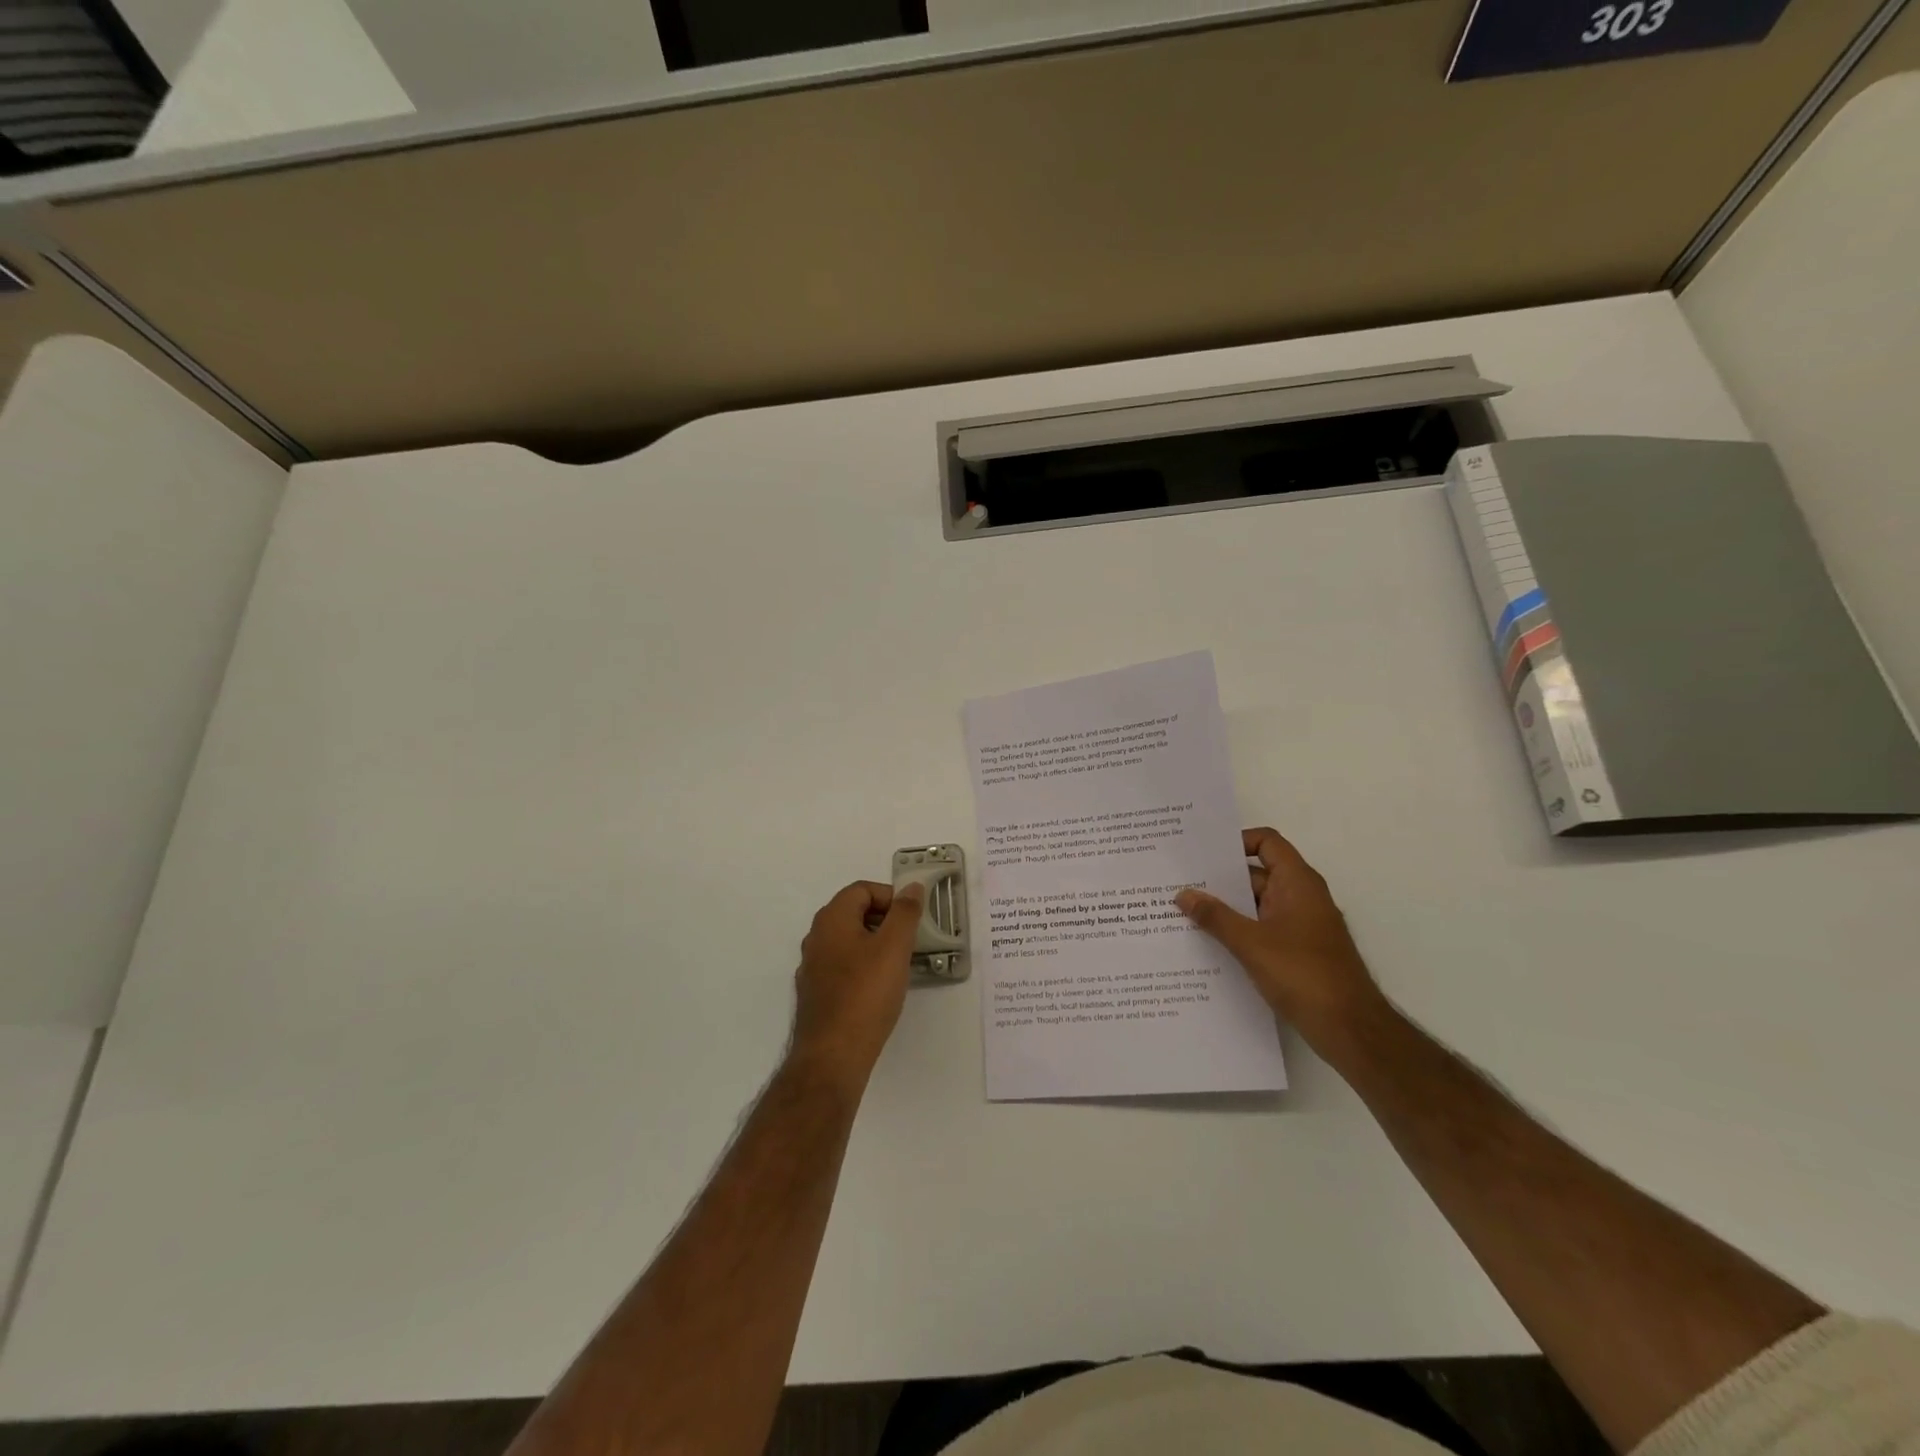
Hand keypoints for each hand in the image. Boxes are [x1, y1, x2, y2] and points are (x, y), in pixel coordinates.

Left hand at [790, 880, 924, 1083]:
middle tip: (909, 940)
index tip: (912, 918)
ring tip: (898, 964)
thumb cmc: (866, 994)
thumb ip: (905, 913)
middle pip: (853, 913)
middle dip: (884, 920)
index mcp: (831, 919)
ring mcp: (812, 967)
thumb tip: (911, 887)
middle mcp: (816, 937)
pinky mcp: (815, 993)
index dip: (890, 897)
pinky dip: (862, 967)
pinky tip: (879, 989)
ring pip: (848, 941)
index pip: (862, 890)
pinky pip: (842, 966)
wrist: (832, 1055)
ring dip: (874, 944)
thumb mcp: (894, 947)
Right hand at [1175, 828, 1385, 1049]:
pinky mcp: (1298, 952)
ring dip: (1226, 909)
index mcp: (1297, 883)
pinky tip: (1208, 944)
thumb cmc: (1303, 974)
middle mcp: (1301, 897)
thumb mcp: (1251, 943)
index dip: (1236, 841)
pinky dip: (1238, 931)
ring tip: (1184, 913)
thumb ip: (1215, 916)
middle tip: (1180, 882)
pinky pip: (1262, 929)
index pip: (1267, 842)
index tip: (1203, 853)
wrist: (1350, 1029)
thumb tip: (1183, 893)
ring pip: (1257, 905)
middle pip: (1256, 874)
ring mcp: (1301, 926)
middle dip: (1220, 879)